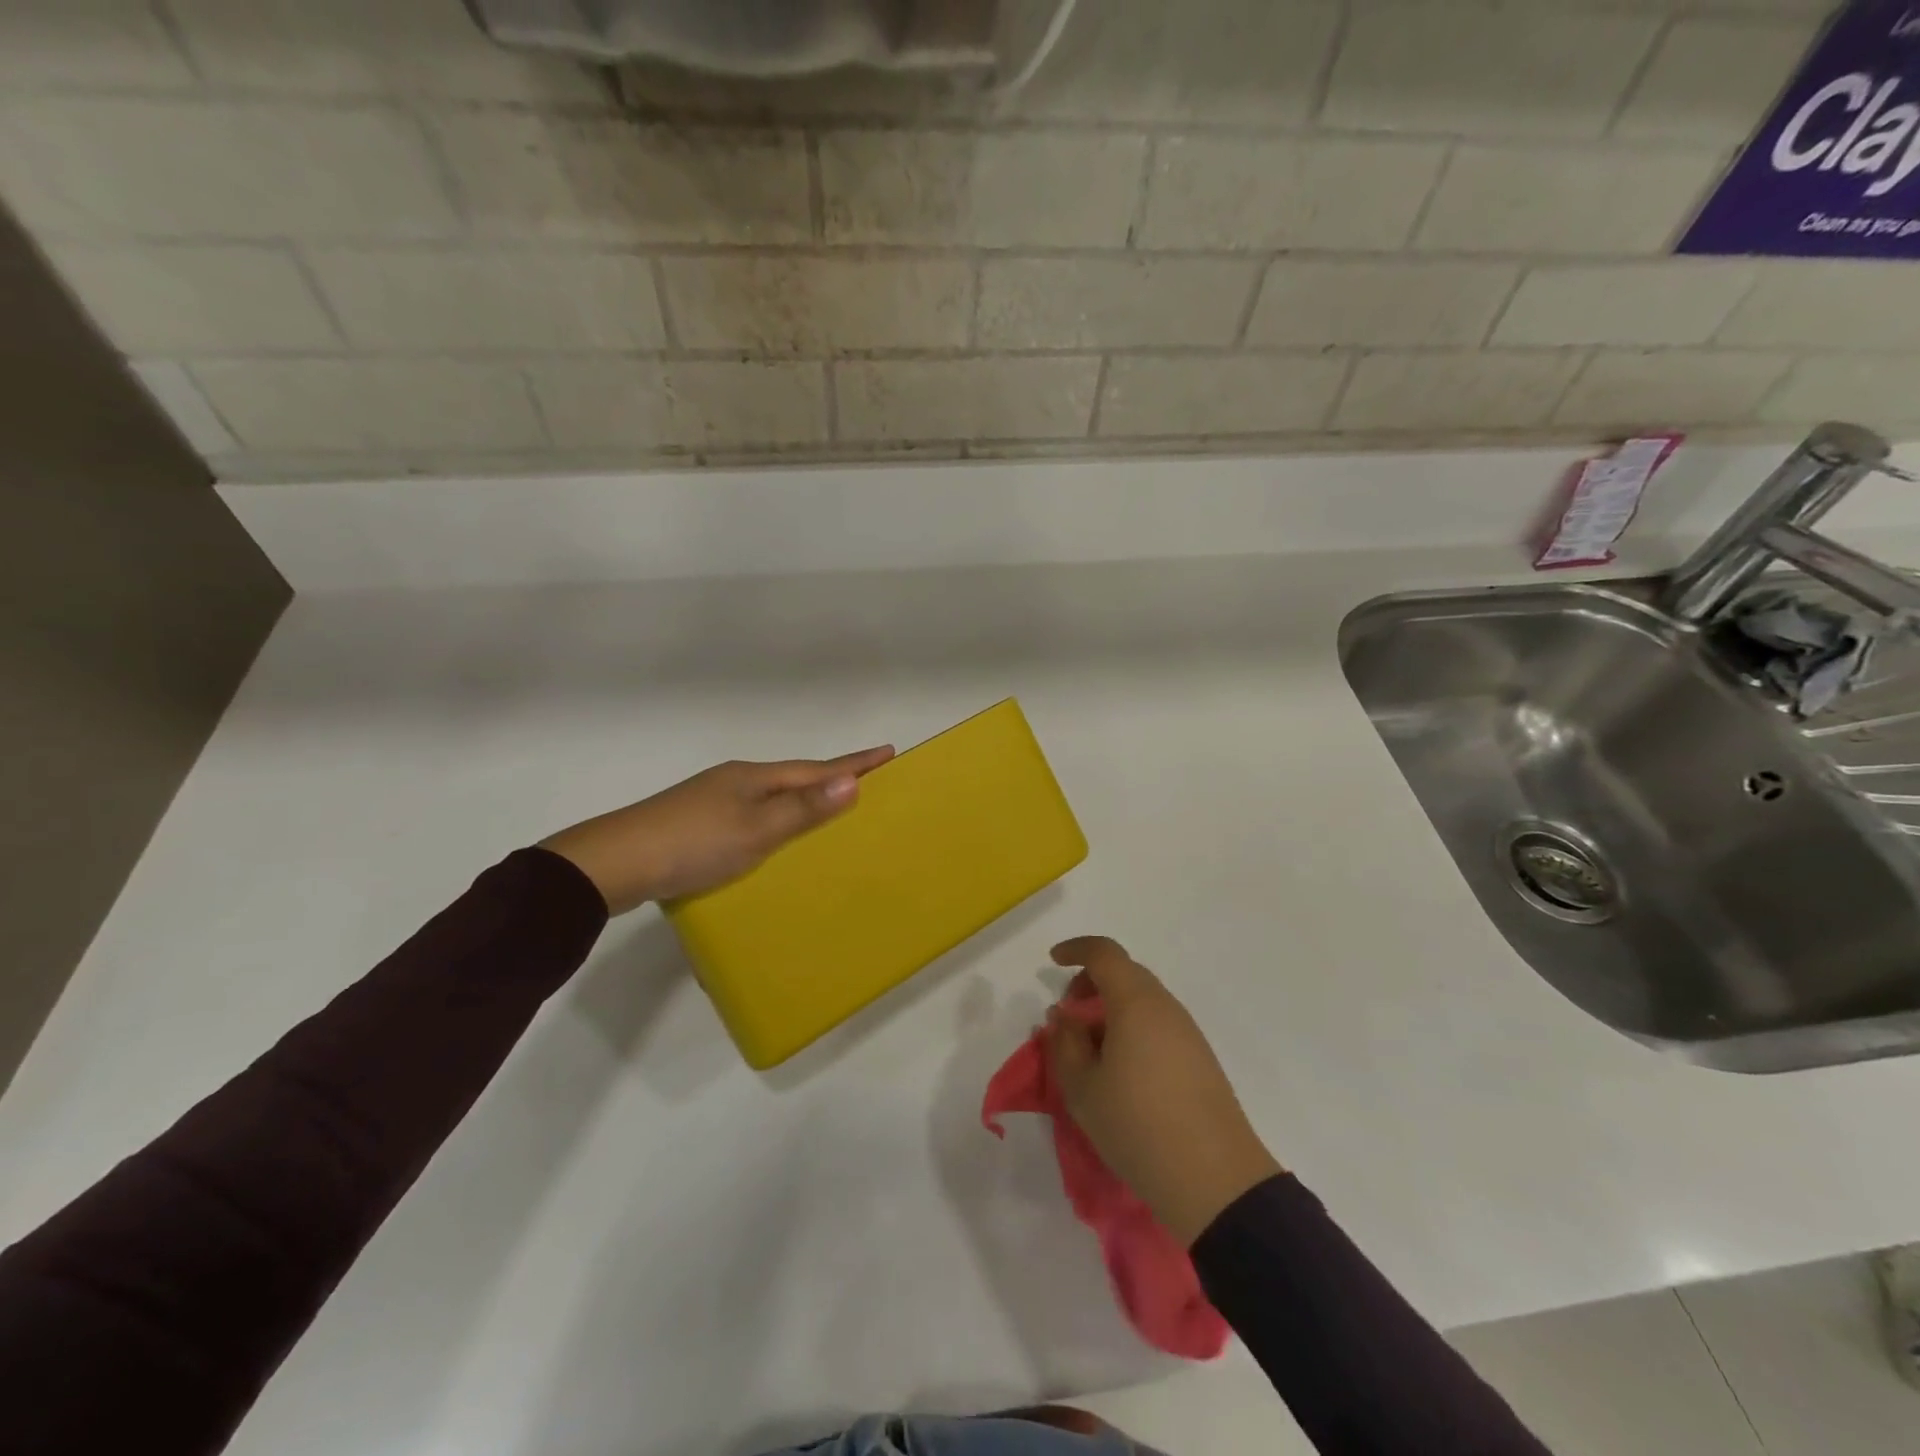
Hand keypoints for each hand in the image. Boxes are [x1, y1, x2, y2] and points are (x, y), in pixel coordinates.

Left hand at [539, 746, 894, 914]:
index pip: (816, 769)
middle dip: (830, 779)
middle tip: (866, 782)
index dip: (853, 764)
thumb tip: (853, 781)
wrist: (614, 864)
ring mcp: (712, 801)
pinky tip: (773, 839)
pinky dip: (775, 821)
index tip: (888, 751)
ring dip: (802, 800)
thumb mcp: (756, 829)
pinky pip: (752, 816)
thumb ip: (803, 808)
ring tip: (828, 811)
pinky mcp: (696, 825)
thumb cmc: (693, 844)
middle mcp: (735, 782)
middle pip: (794, 778)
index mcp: (753, 778)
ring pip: (771, 797)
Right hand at [1046, 936, 1283, 1245]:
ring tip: (1089, 1051)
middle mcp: (1165, 1007)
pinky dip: (1132, 1028)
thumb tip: (1064, 1018)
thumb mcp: (1082, 1088)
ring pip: (1142, 1000)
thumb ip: (1065, 1044)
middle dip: (1091, 984)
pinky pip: (1158, 1024)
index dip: (1076, 950)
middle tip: (1068, 1018)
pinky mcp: (1200, 1059)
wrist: (1215, 1181)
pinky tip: (1120, 1070)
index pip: (1104, 953)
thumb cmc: (1137, 1126)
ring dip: (1111, 1009)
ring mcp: (1188, 1032)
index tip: (1052, 961)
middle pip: (1125, 973)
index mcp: (1135, 1002)